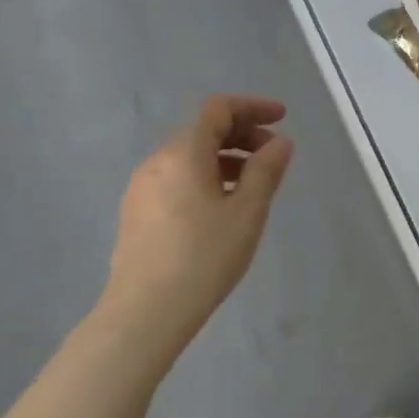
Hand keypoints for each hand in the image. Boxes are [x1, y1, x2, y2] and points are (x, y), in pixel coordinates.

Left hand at [104, 95, 293, 346]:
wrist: (145, 311)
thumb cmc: (204, 257)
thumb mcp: (247, 213)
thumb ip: (266, 171)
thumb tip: (280, 143)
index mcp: (184, 152)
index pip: (218, 109)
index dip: (253, 107)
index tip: (282, 118)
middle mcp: (157, 161)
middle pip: (202, 130)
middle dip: (241, 134)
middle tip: (272, 156)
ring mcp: (142, 187)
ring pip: (188, 157)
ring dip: (224, 158)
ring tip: (251, 185)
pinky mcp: (136, 212)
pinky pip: (176, 178)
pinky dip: (204, 177)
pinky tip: (219, 207)